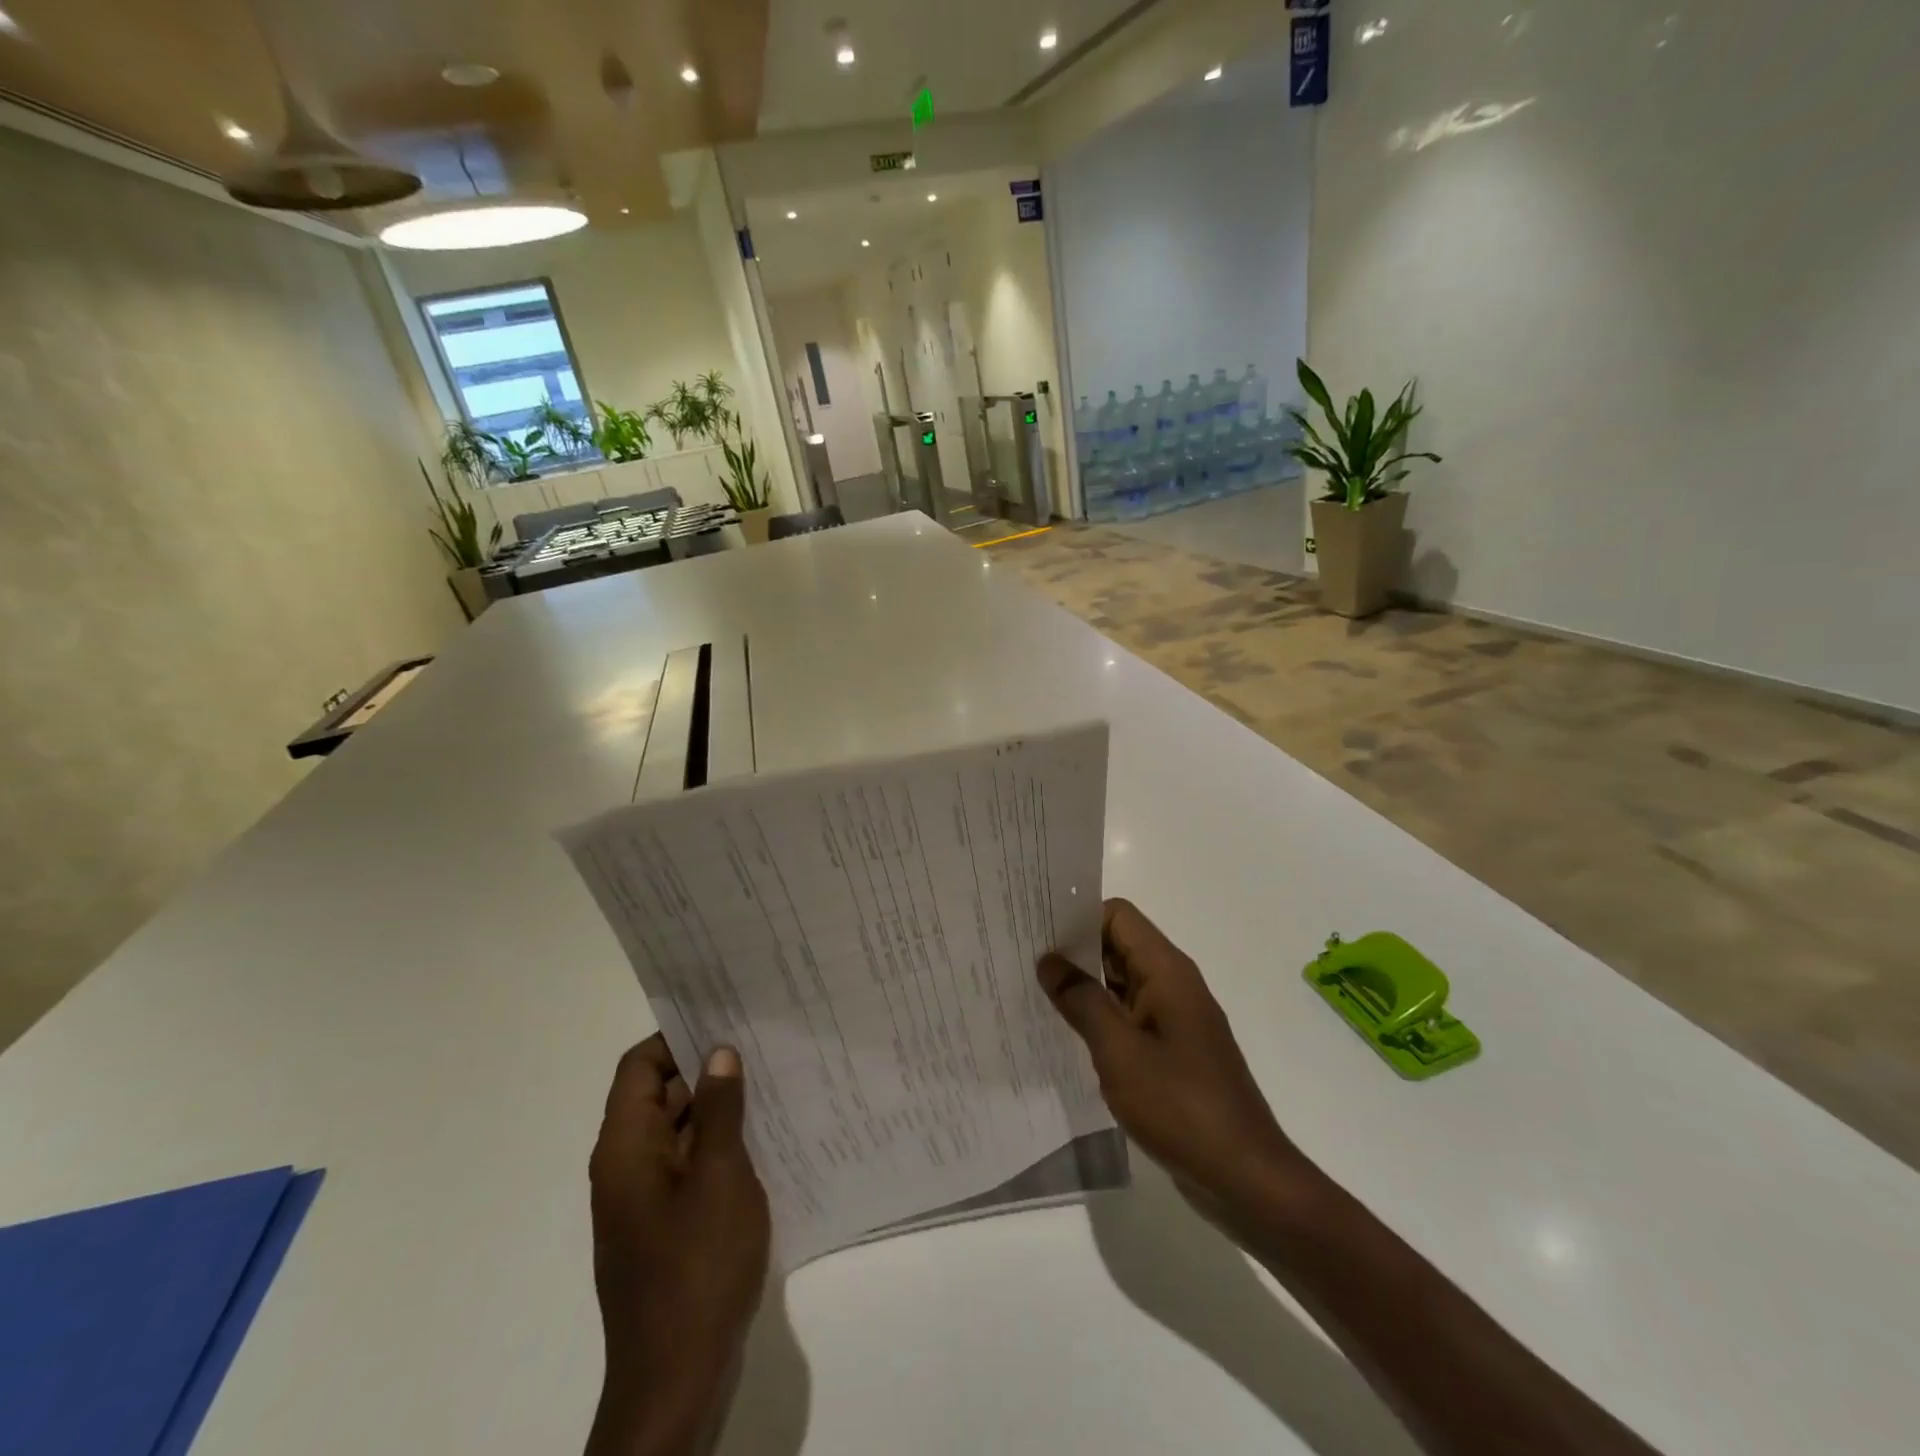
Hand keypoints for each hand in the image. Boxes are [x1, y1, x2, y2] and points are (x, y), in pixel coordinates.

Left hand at [586, 1036, 770, 1455]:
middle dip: (704, 1068)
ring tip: (771, 1082)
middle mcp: (625, 1167)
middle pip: (657, 1096)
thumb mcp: (719, 1176)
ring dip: (715, 1108)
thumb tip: (718, 1053)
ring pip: (676, 1132)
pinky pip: (686, 1166)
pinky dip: (716, 1146)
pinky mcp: (663, 1228)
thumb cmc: (697, 1268)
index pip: (639, 1067)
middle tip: (760, 1043)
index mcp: (625, 1148)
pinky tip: (762, 1139)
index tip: (725, 1017)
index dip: (677, 1036)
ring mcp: (643, 1201)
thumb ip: (718, 1110)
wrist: (676, 1380)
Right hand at [1038, 899, 1303, 1231]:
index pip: (1117, 916)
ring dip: (1084, 986)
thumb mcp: (1119, 1051)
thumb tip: (1049, 961)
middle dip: (1074, 951)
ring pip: (1121, 982)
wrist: (1244, 1176)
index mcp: (1167, 971)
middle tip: (1024, 962)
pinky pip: (1129, 1016)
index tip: (1037, 934)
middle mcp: (1173, 984)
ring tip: (1035, 995)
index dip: (1078, 919)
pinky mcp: (1172, 1050)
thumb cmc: (1180, 1106)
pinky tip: (1067, 1035)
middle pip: (1118, 945)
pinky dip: (1100, 1017)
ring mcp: (1174, 1018)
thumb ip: (1081, 1000)